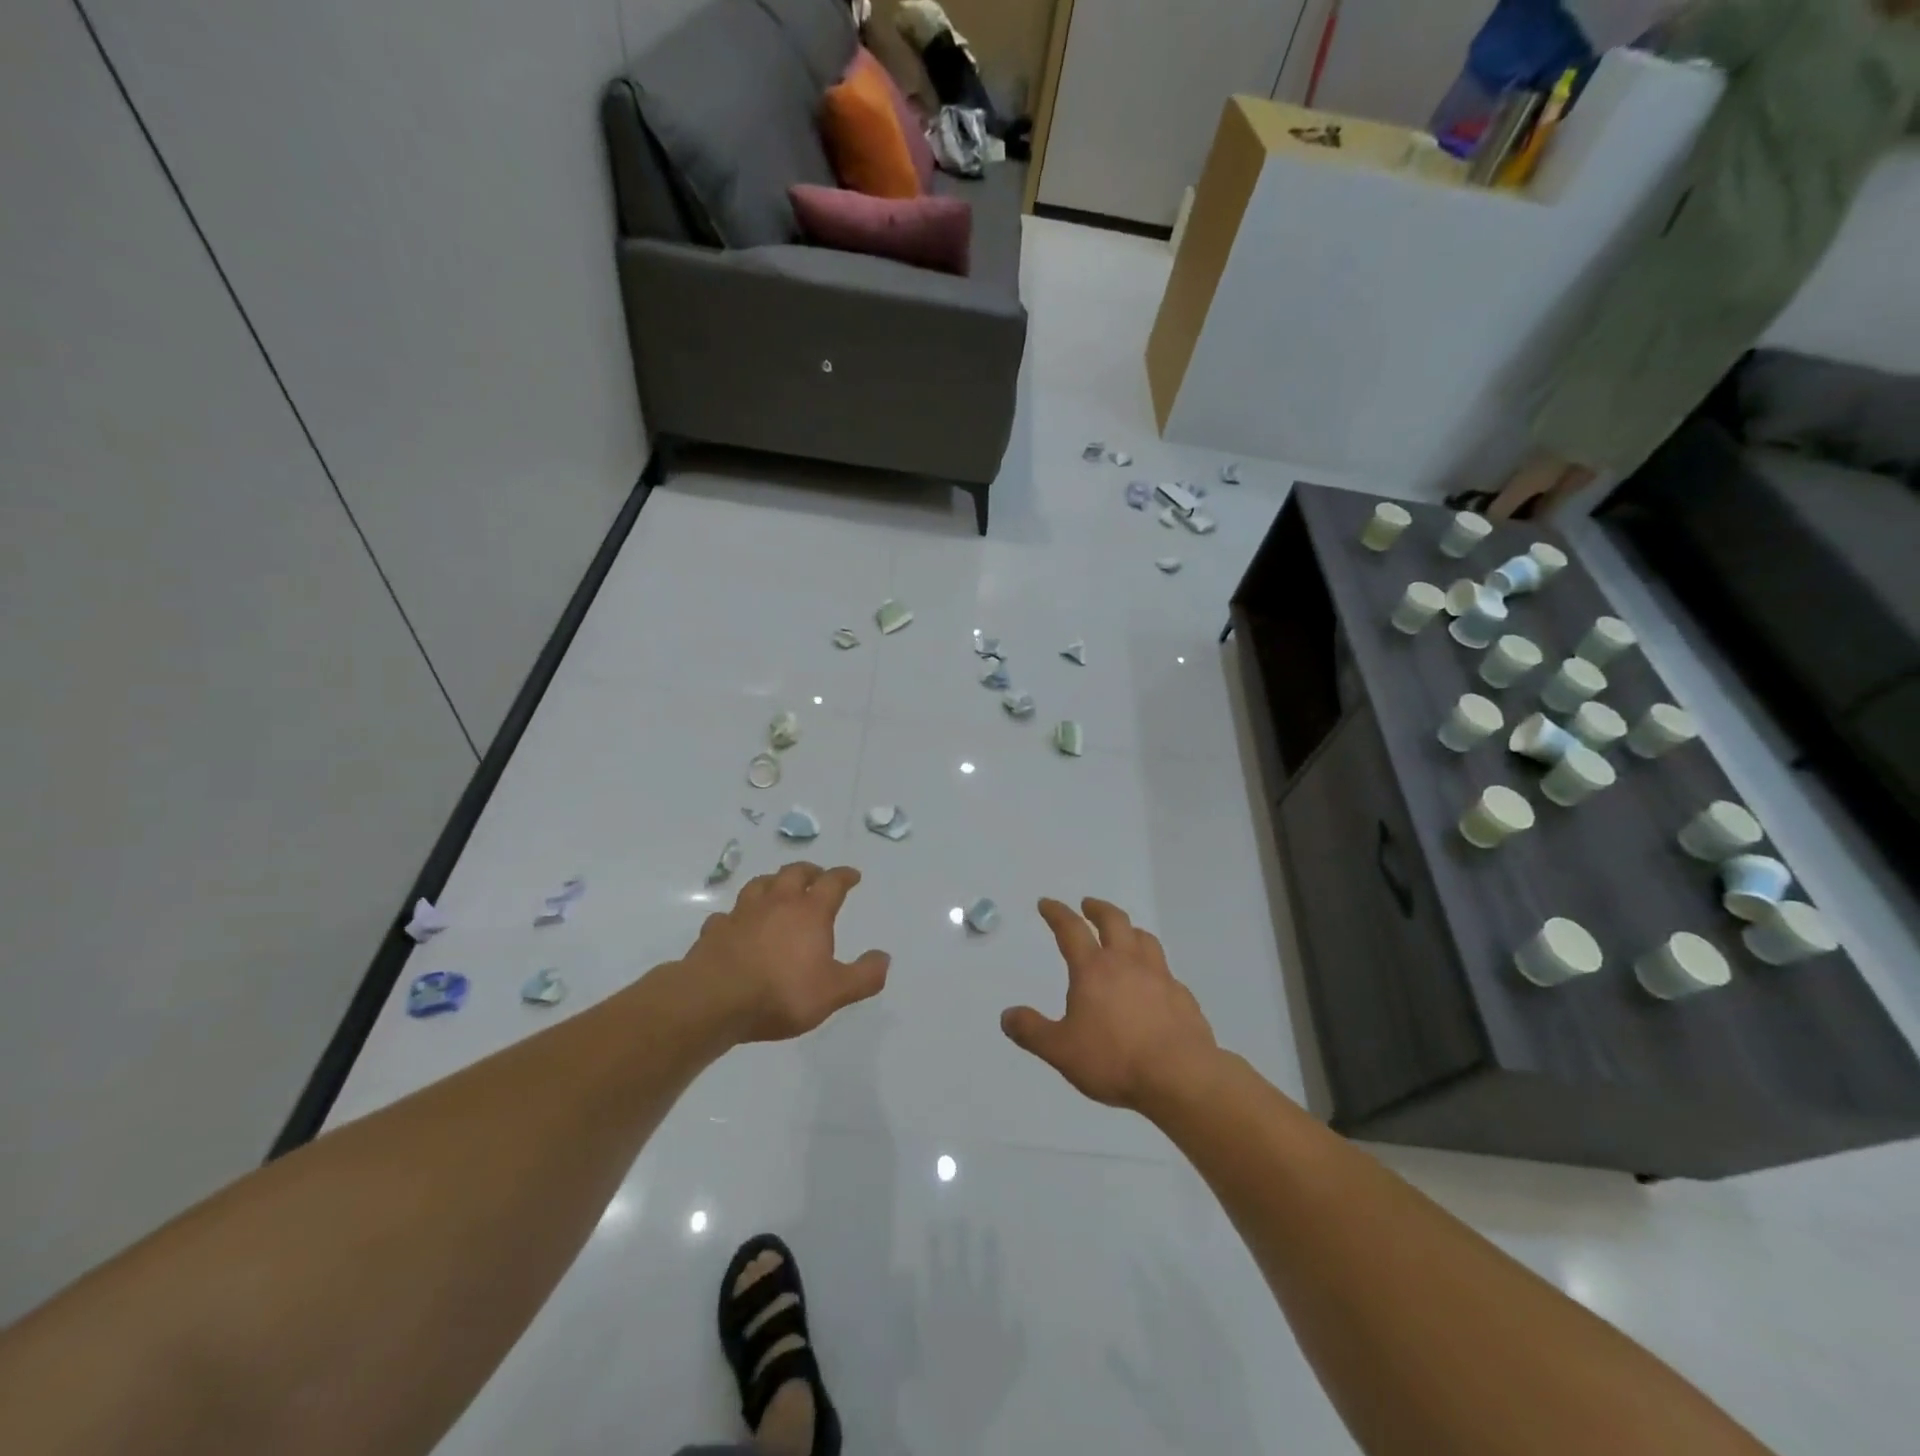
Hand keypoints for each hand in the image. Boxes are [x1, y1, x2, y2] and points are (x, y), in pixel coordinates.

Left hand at [681, 862, 889, 1044]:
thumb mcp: (834, 992)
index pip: (832, 883)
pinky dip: (737, 915)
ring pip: (759, 885)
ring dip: (773, 882)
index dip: (844, 876)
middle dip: (809, 871)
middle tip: (816, 875)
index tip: (852, 875)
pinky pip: (727, 915)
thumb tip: (884, 958)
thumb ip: (863, 976)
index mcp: (810, 912)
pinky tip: (737, 924)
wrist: (715, 1000)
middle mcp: (777, 903)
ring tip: (777, 888)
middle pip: (794, 873)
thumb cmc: (782, 993)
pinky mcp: (715, 930)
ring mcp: (742, 913)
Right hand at [1000, 897, 1219, 1115]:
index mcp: (1093, 969)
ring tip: (1124, 934)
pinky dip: (1154, 967)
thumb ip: (1032, 1031)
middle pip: (1114, 921)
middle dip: (1098, 909)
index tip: (1047, 903)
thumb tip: (1007, 1016)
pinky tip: (1153, 983)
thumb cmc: (1114, 1059)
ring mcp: (1160, 977)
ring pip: (1144, 939)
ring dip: (1130, 930)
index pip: (1071, 929)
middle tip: (1088, 905)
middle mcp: (1127, 963)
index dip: (1057, 913)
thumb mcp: (1061, 1050)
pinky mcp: (1183, 997)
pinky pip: (1165, 971)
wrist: (1180, 1076)